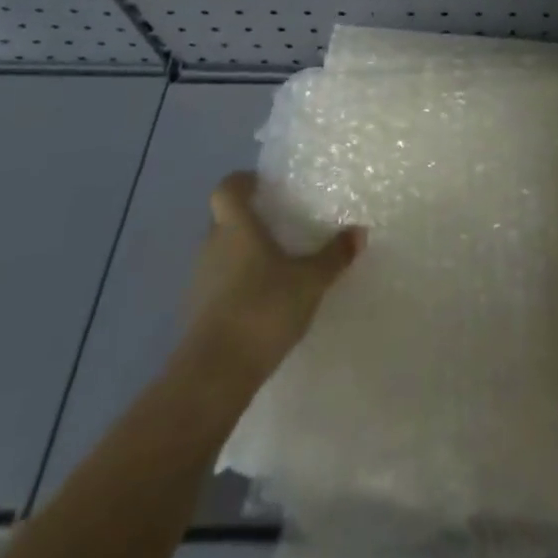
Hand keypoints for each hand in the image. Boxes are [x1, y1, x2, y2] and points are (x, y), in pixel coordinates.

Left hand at [180, 172, 363, 381]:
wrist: (214, 376)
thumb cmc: (262, 309)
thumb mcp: (310, 280)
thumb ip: (333, 255)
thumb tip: (359, 231)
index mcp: (235, 228)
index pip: (227, 188)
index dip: (243, 181)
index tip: (266, 185)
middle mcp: (212, 246)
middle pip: (224, 220)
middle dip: (249, 219)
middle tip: (282, 223)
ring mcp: (200, 281)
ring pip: (221, 252)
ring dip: (243, 253)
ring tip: (277, 262)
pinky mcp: (198, 313)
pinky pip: (219, 283)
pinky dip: (238, 283)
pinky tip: (264, 299)